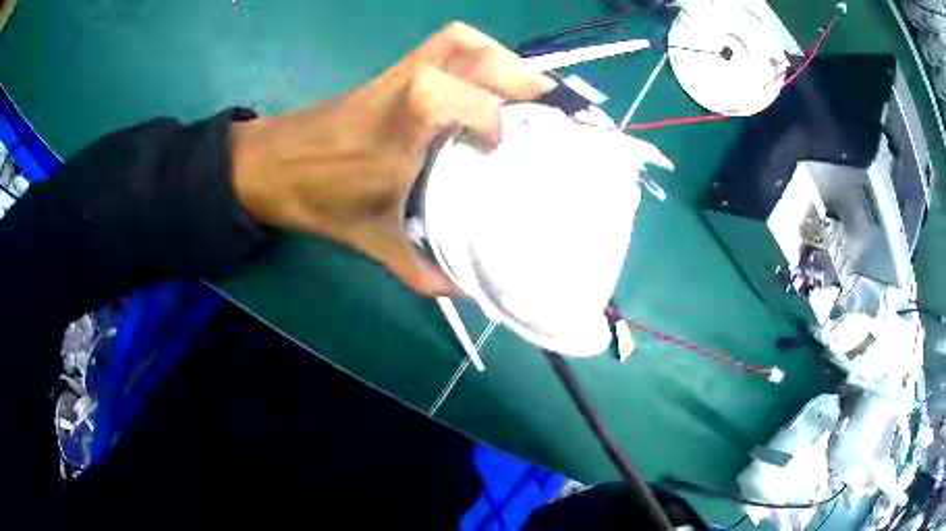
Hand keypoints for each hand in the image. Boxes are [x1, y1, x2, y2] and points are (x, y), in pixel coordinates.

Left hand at [230, 22, 553, 295]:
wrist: (266, 166)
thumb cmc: (316, 200)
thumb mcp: (370, 242)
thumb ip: (420, 270)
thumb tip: (467, 290)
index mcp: (395, 132)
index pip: (445, 95)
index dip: (485, 115)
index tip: (500, 146)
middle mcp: (400, 90)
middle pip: (465, 51)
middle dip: (516, 73)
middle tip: (547, 104)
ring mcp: (396, 74)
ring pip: (456, 40)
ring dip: (500, 57)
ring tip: (524, 88)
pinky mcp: (391, 71)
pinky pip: (441, 45)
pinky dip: (476, 55)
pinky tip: (486, 83)